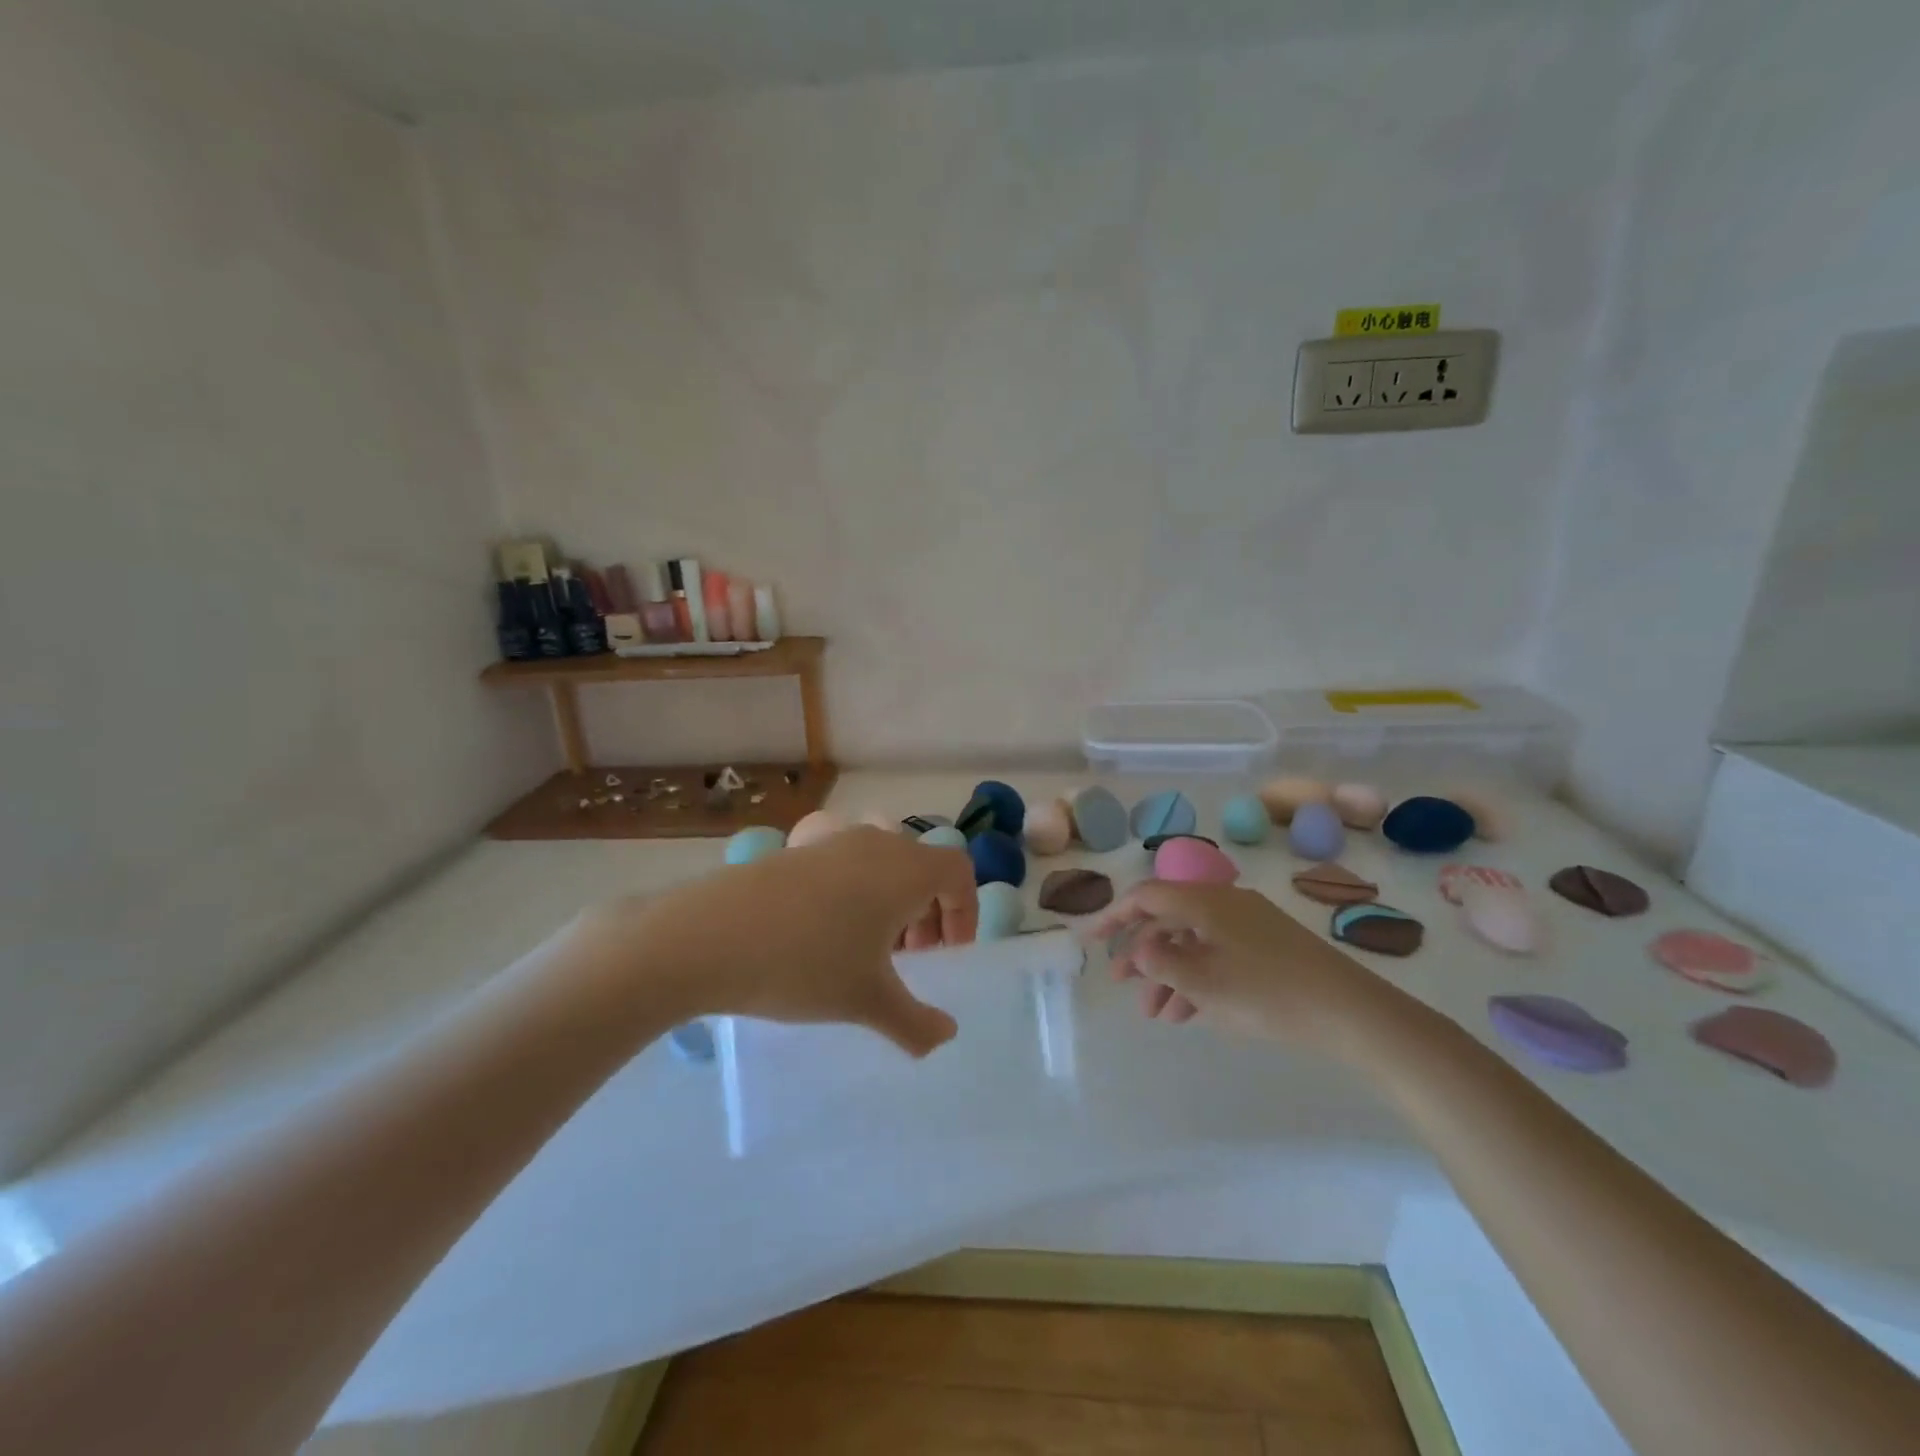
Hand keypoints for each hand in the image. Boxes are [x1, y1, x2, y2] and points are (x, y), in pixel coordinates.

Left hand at [578, 827, 978, 1056]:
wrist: (707, 937)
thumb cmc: (805, 964)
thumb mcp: (866, 1001)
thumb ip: (916, 1023)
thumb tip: (946, 1037)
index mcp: (905, 868)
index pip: (958, 871)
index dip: (965, 911)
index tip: (948, 954)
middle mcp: (875, 843)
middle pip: (922, 866)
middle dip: (929, 911)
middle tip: (913, 957)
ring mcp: (831, 842)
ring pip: (883, 864)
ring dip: (891, 903)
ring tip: (870, 950)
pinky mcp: (796, 850)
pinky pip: (847, 865)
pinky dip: (856, 894)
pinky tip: (825, 936)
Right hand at [1085, 880, 1396, 1054]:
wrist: (1351, 1012)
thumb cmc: (1267, 993)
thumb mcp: (1202, 982)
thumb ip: (1160, 963)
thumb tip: (1137, 951)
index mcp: (1204, 900)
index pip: (1145, 896)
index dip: (1113, 916)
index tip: (1090, 941)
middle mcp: (1223, 902)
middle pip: (1168, 920)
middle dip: (1142, 954)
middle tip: (1122, 986)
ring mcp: (1248, 924)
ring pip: (1193, 942)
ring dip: (1169, 974)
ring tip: (1156, 1014)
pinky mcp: (1267, 946)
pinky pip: (1217, 954)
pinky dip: (1198, 978)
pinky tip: (1189, 1012)